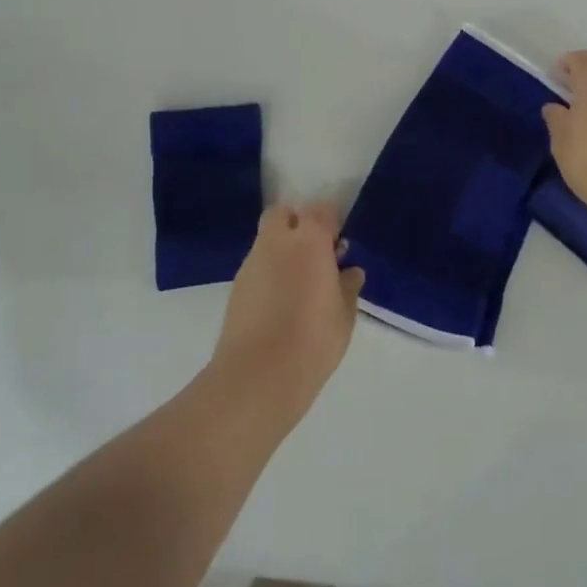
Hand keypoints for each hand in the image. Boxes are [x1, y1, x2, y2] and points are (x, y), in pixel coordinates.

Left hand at [211, 201, 364, 420]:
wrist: (258, 376)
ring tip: (301, 284)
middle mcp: (276, 242)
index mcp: (309, 241)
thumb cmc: (312, 340)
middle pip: (284, 214)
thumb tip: (350, 272)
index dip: (332, 222)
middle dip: (299, 224)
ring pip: (267, 240)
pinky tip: (281, 302)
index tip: (340, 245)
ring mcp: (251, 263)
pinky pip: (257, 265)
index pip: (321, 211)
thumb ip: (348, 287)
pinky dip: (270, 272)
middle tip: (316, 254)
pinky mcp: (236, 286)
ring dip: (283, 249)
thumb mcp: (344, 316)